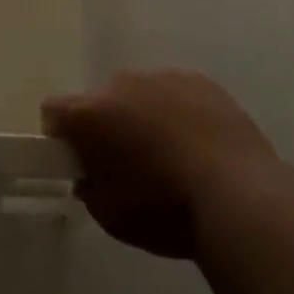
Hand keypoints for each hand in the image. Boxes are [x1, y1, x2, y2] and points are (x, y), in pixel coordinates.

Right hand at [43, 70, 274, 258]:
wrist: (240, 198)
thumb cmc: (165, 211)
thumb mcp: (110, 215)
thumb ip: (90, 187)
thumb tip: (91, 176)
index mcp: (90, 113)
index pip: (53, 110)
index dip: (60, 135)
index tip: (77, 161)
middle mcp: (120, 84)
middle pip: (100, 100)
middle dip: (107, 125)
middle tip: (127, 163)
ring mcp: (162, 77)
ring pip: (140, 94)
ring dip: (143, 117)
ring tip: (171, 156)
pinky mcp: (200, 81)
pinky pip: (176, 93)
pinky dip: (178, 113)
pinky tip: (199, 145)